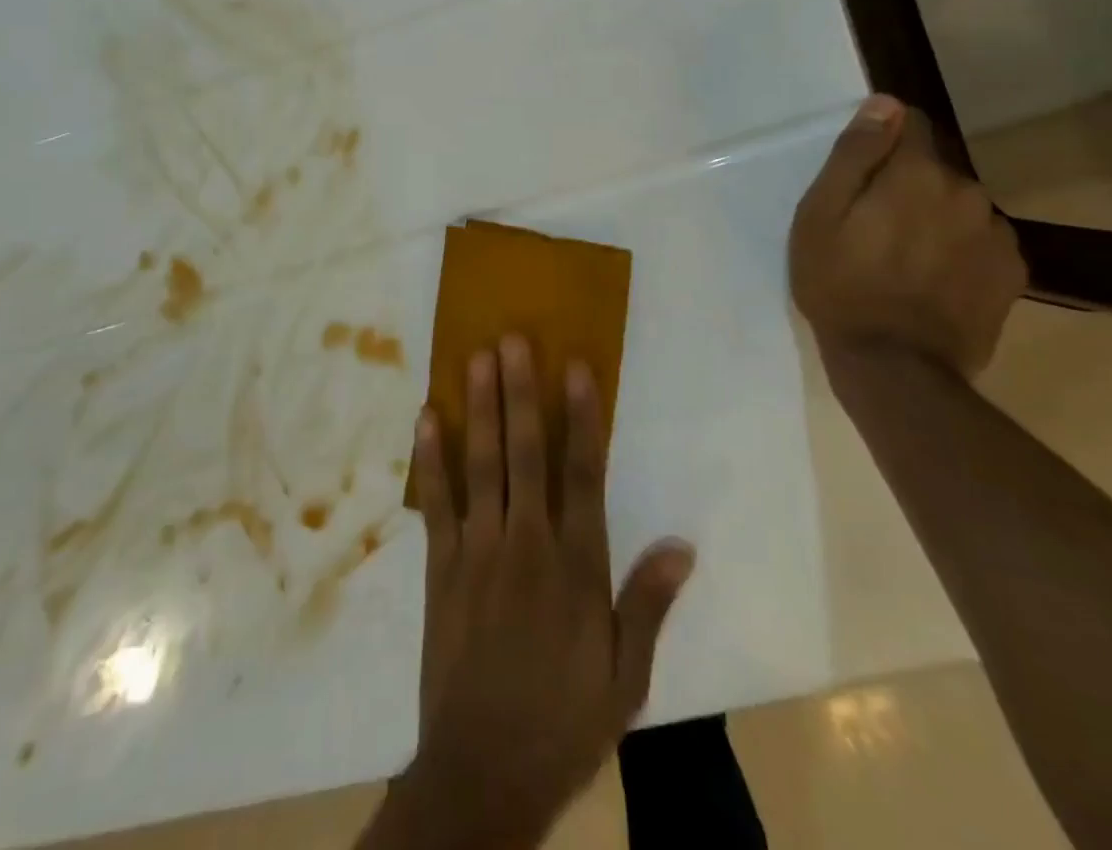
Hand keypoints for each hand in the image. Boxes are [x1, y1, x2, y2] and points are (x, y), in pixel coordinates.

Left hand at [377, 336, 694, 849]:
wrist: (483, 772)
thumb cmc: (564, 720)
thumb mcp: (625, 678)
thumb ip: (648, 604)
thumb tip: (683, 545)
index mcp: (576, 568)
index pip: (583, 476)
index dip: (581, 418)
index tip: (575, 367)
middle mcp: (527, 545)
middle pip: (525, 454)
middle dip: (520, 393)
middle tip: (512, 339)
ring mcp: (478, 551)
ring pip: (481, 465)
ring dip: (479, 409)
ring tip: (475, 357)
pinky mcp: (441, 566)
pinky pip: (436, 501)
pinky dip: (431, 458)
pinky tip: (428, 418)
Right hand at [790, 95, 1026, 380]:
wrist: (895, 367)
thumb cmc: (840, 285)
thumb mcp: (820, 216)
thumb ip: (854, 155)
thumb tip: (885, 104)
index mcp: (917, 174)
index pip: (911, 123)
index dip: (883, 140)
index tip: (860, 173)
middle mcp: (967, 191)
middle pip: (933, 168)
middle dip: (906, 184)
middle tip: (871, 227)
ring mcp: (996, 233)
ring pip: (958, 204)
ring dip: (934, 216)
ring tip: (902, 258)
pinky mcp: (1012, 271)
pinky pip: (980, 239)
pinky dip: (958, 248)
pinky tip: (932, 280)